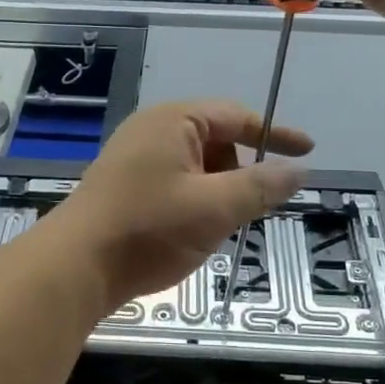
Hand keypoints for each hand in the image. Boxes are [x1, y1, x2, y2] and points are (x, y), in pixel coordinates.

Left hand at [53, 100, 311, 307]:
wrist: (75, 266)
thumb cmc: (148, 228)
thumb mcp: (214, 208)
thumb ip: (260, 187)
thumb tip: (298, 170)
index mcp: (174, 120)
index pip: (237, 117)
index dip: (276, 134)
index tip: (308, 151)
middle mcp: (151, 129)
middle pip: (216, 141)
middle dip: (240, 172)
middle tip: (248, 209)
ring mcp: (133, 157)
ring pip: (195, 166)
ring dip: (216, 191)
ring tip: (214, 228)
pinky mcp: (123, 185)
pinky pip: (173, 182)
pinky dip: (193, 201)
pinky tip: (188, 233)